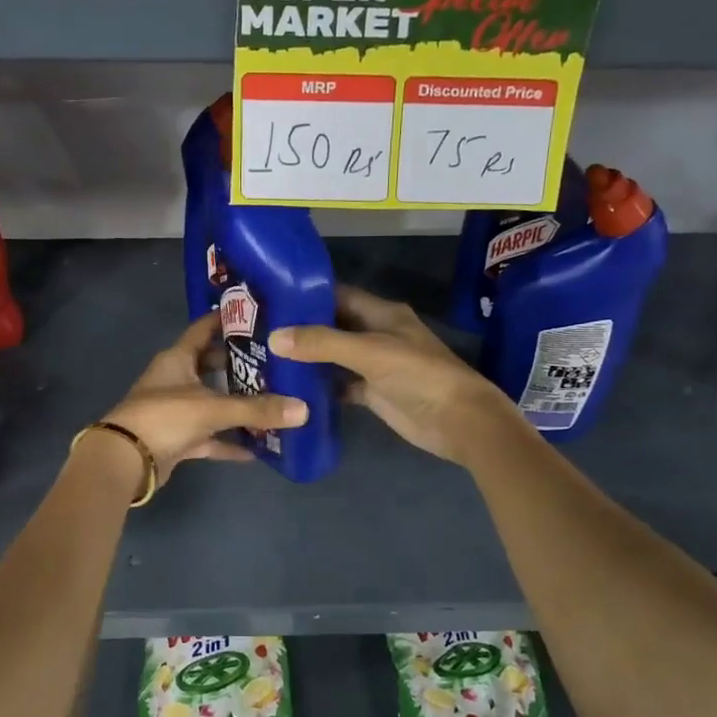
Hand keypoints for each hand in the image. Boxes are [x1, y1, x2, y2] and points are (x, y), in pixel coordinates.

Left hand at [95, 312, 308, 487]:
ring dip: (237, 404)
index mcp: (178, 358)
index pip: (203, 329)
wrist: (125, 461)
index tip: (255, 314)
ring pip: (212, 402)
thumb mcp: (213, 408)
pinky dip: (229, 441)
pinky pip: (210, 436)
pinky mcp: (177, 438)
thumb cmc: (165, 417)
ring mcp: (176, 410)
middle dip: (239, 364)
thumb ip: (257, 409)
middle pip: (211, 365)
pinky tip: (257, 449)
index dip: (226, 319)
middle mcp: (176, 379)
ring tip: (273, 400)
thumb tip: (303, 410)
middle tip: (275, 361)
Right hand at [268, 286, 518, 466]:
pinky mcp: (373, 393)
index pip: (338, 295)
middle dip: (300, 328)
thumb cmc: (419, 375)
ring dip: (306, 358)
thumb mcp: (370, 352)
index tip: (270, 298)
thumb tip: (274, 337)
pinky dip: (319, 387)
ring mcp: (374, 365)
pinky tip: (290, 390)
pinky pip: (339, 385)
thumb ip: (323, 343)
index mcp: (381, 313)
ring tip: (264, 357)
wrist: (458, 421)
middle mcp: (376, 334)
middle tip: (258, 330)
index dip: (306, 295)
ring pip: (334, 356)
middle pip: (332, 326)